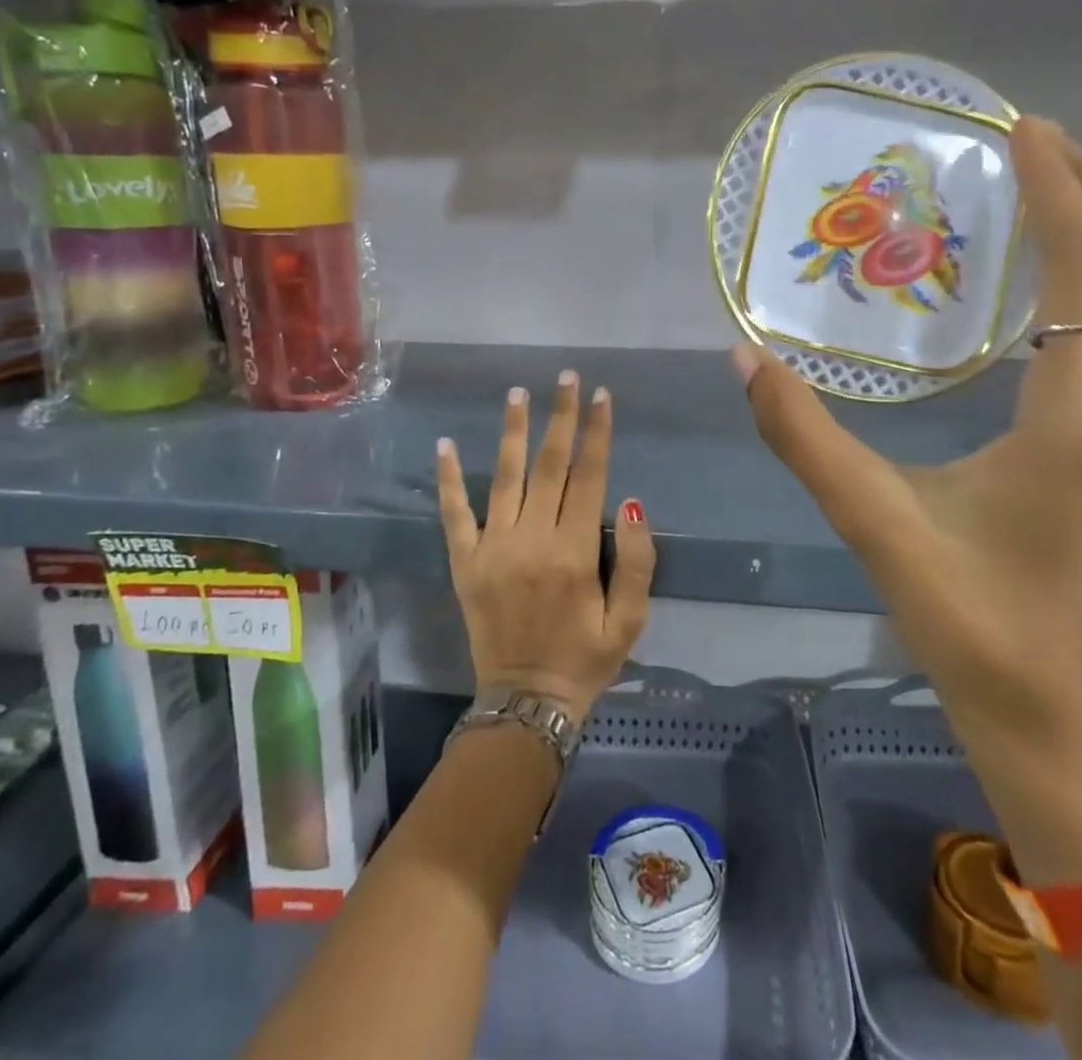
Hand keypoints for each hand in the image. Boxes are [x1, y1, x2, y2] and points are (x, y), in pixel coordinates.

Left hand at [436, 371, 656, 725]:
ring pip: (505, 478)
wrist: (526, 703)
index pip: (589, 476)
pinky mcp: (465, 563)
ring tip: (518, 394)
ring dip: (514, 433)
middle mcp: (532, 540)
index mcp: (575, 552)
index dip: (597, 433)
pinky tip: (445, 444)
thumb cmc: (586, 658)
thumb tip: (633, 504)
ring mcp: (493, 548)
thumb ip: (637, 562)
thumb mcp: (630, 620)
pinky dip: (449, 479)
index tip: (601, 396)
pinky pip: (455, 514)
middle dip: (560, 417)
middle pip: (550, 465)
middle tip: (566, 377)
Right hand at [733, 118, 1081, 745]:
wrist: (1039, 699)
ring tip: (1042, 187)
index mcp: (1077, 416)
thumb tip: (744, 356)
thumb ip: (802, 433)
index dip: (1059, 192)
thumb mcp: (872, 516)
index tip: (1024, 129)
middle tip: (1030, 138)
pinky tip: (1048, 278)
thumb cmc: (963, 611)